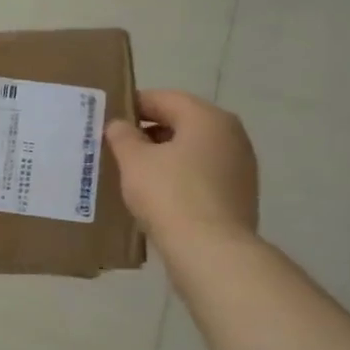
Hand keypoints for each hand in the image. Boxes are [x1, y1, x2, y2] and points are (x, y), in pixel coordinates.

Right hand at [104, 90, 259, 249]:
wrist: (211, 251)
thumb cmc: (169, 195)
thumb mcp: (134, 161)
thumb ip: (123, 136)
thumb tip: (120, 124)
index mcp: (208, 118)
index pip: (165, 98)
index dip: (134, 105)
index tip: (109, 118)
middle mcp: (231, 135)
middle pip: (182, 122)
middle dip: (149, 132)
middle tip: (117, 146)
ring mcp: (240, 166)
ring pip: (194, 150)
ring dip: (165, 156)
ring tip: (134, 172)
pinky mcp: (240, 194)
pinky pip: (203, 174)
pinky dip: (181, 176)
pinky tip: (158, 194)